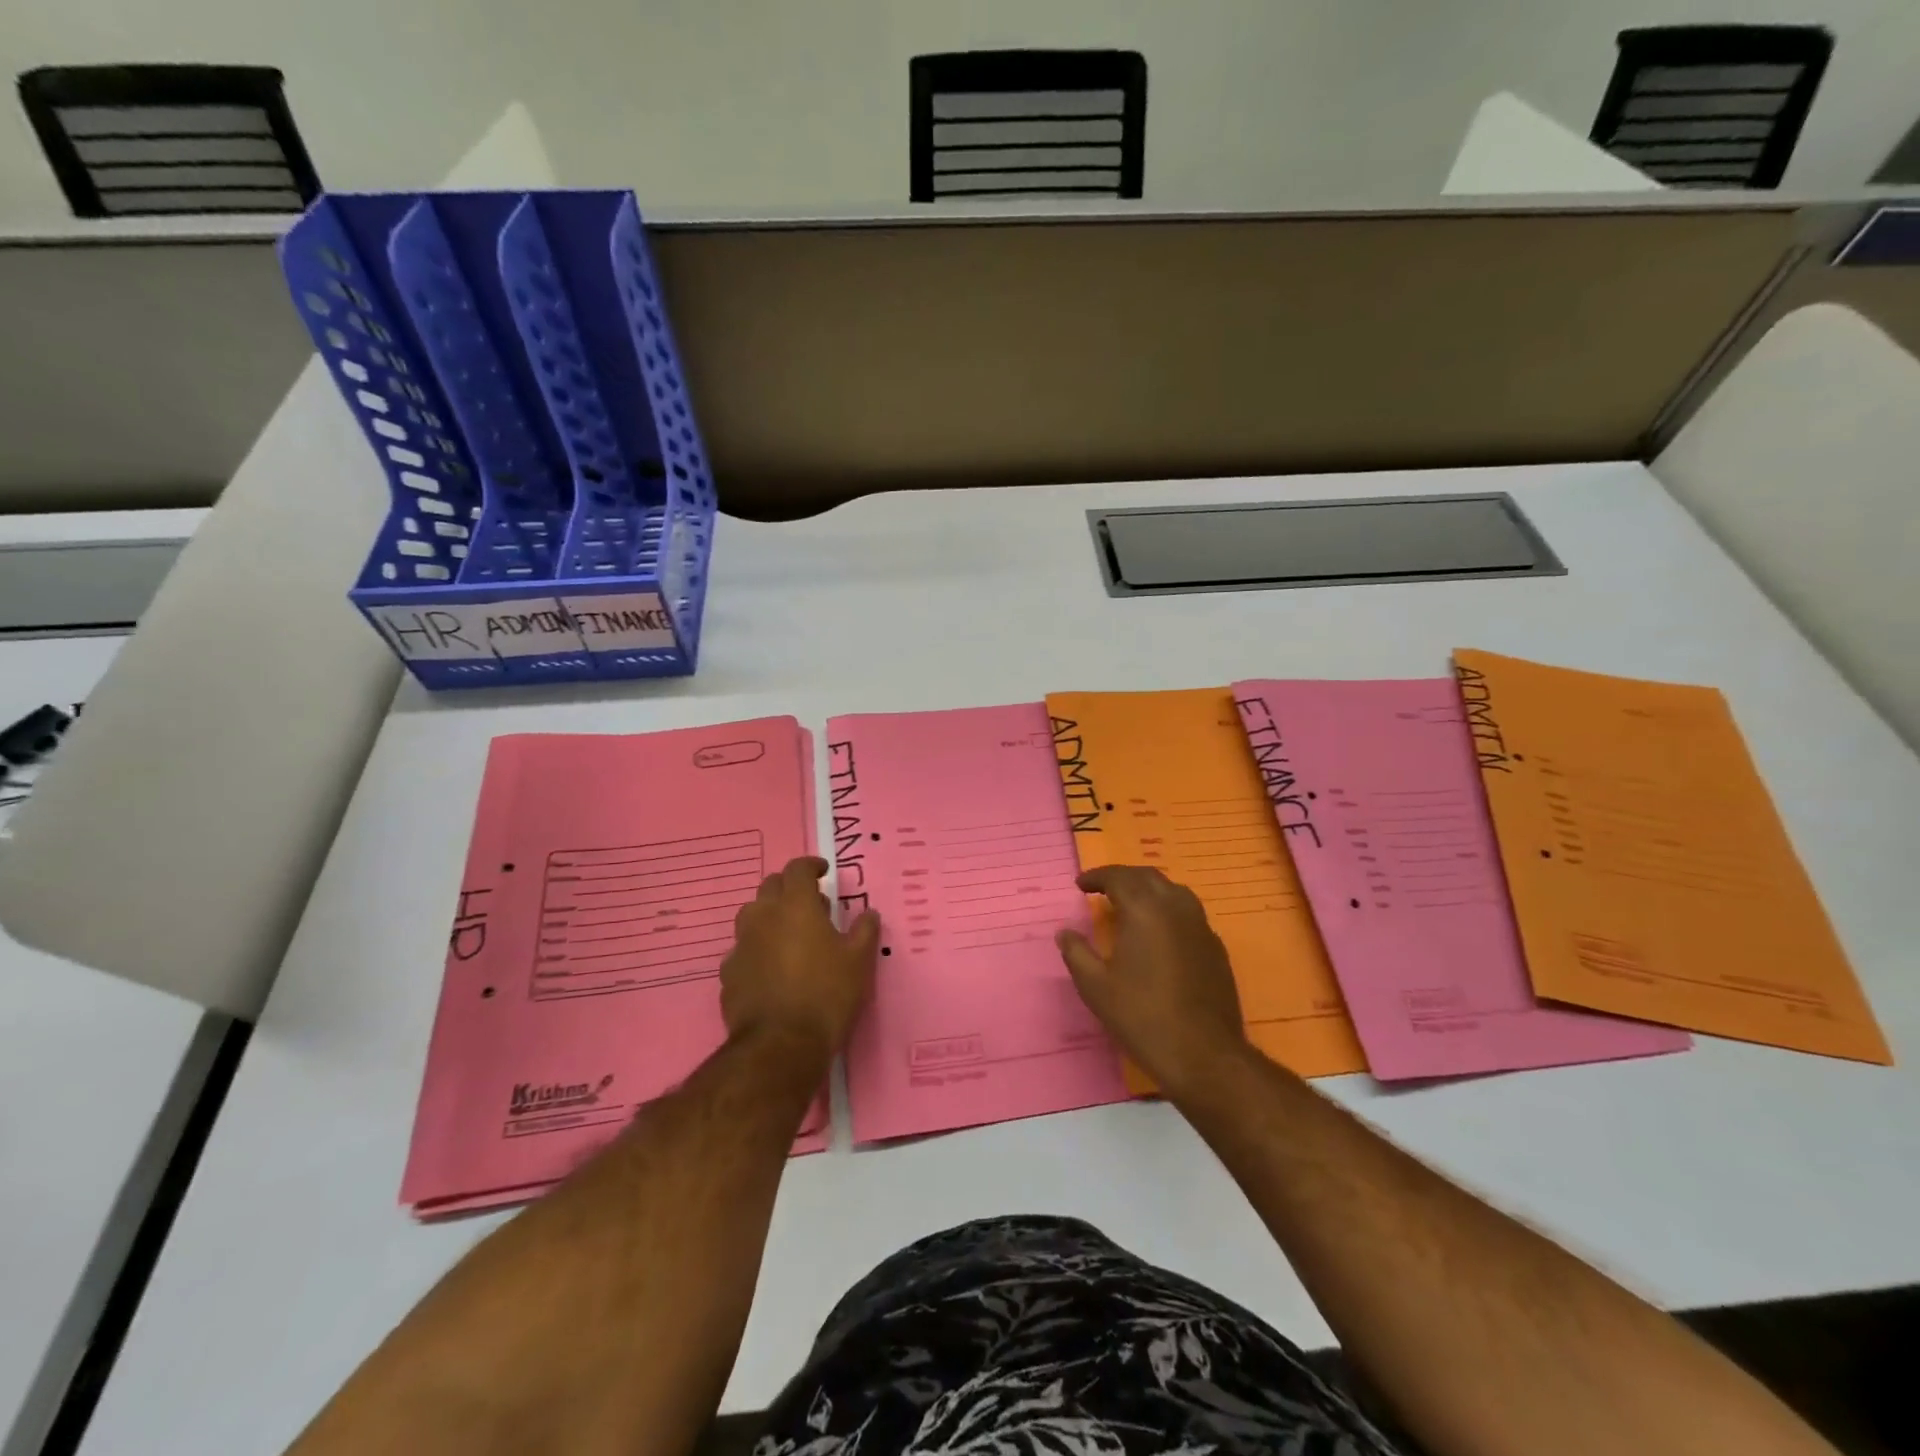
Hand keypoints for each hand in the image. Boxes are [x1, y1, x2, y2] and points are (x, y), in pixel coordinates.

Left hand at [721, 856, 879, 1059]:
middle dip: (789, 888)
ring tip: (789, 934)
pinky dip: (757, 948)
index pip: (797, 869)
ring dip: (770, 916)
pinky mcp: (729, 973)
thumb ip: (864, 931)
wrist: (780, 1045)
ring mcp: (741, 945)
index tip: (823, 872)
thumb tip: (869, 913)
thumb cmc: (826, 994)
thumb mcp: (859, 961)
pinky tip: (771, 967)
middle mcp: (763, 916)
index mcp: (795, 906)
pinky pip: (743, 949)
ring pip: (752, 915)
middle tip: (810, 904)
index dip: (811, 866)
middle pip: (771, 886)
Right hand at [1057, 864, 1247, 1093]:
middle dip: (1122, 877)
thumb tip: (1065, 932)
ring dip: (1148, 889)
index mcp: (1144, 910)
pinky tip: (1159, 932)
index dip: (1097, 877)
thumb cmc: (1142, 1016)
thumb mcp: (1095, 987)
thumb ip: (1076, 953)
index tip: (1080, 885)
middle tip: (1102, 889)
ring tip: (1131, 904)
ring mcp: (1201, 926)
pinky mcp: (1215, 947)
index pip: (1118, 877)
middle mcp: (1175, 908)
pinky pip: (1188, 913)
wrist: (1203, 1054)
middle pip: (1147, 877)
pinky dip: (1168, 910)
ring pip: (1173, 891)